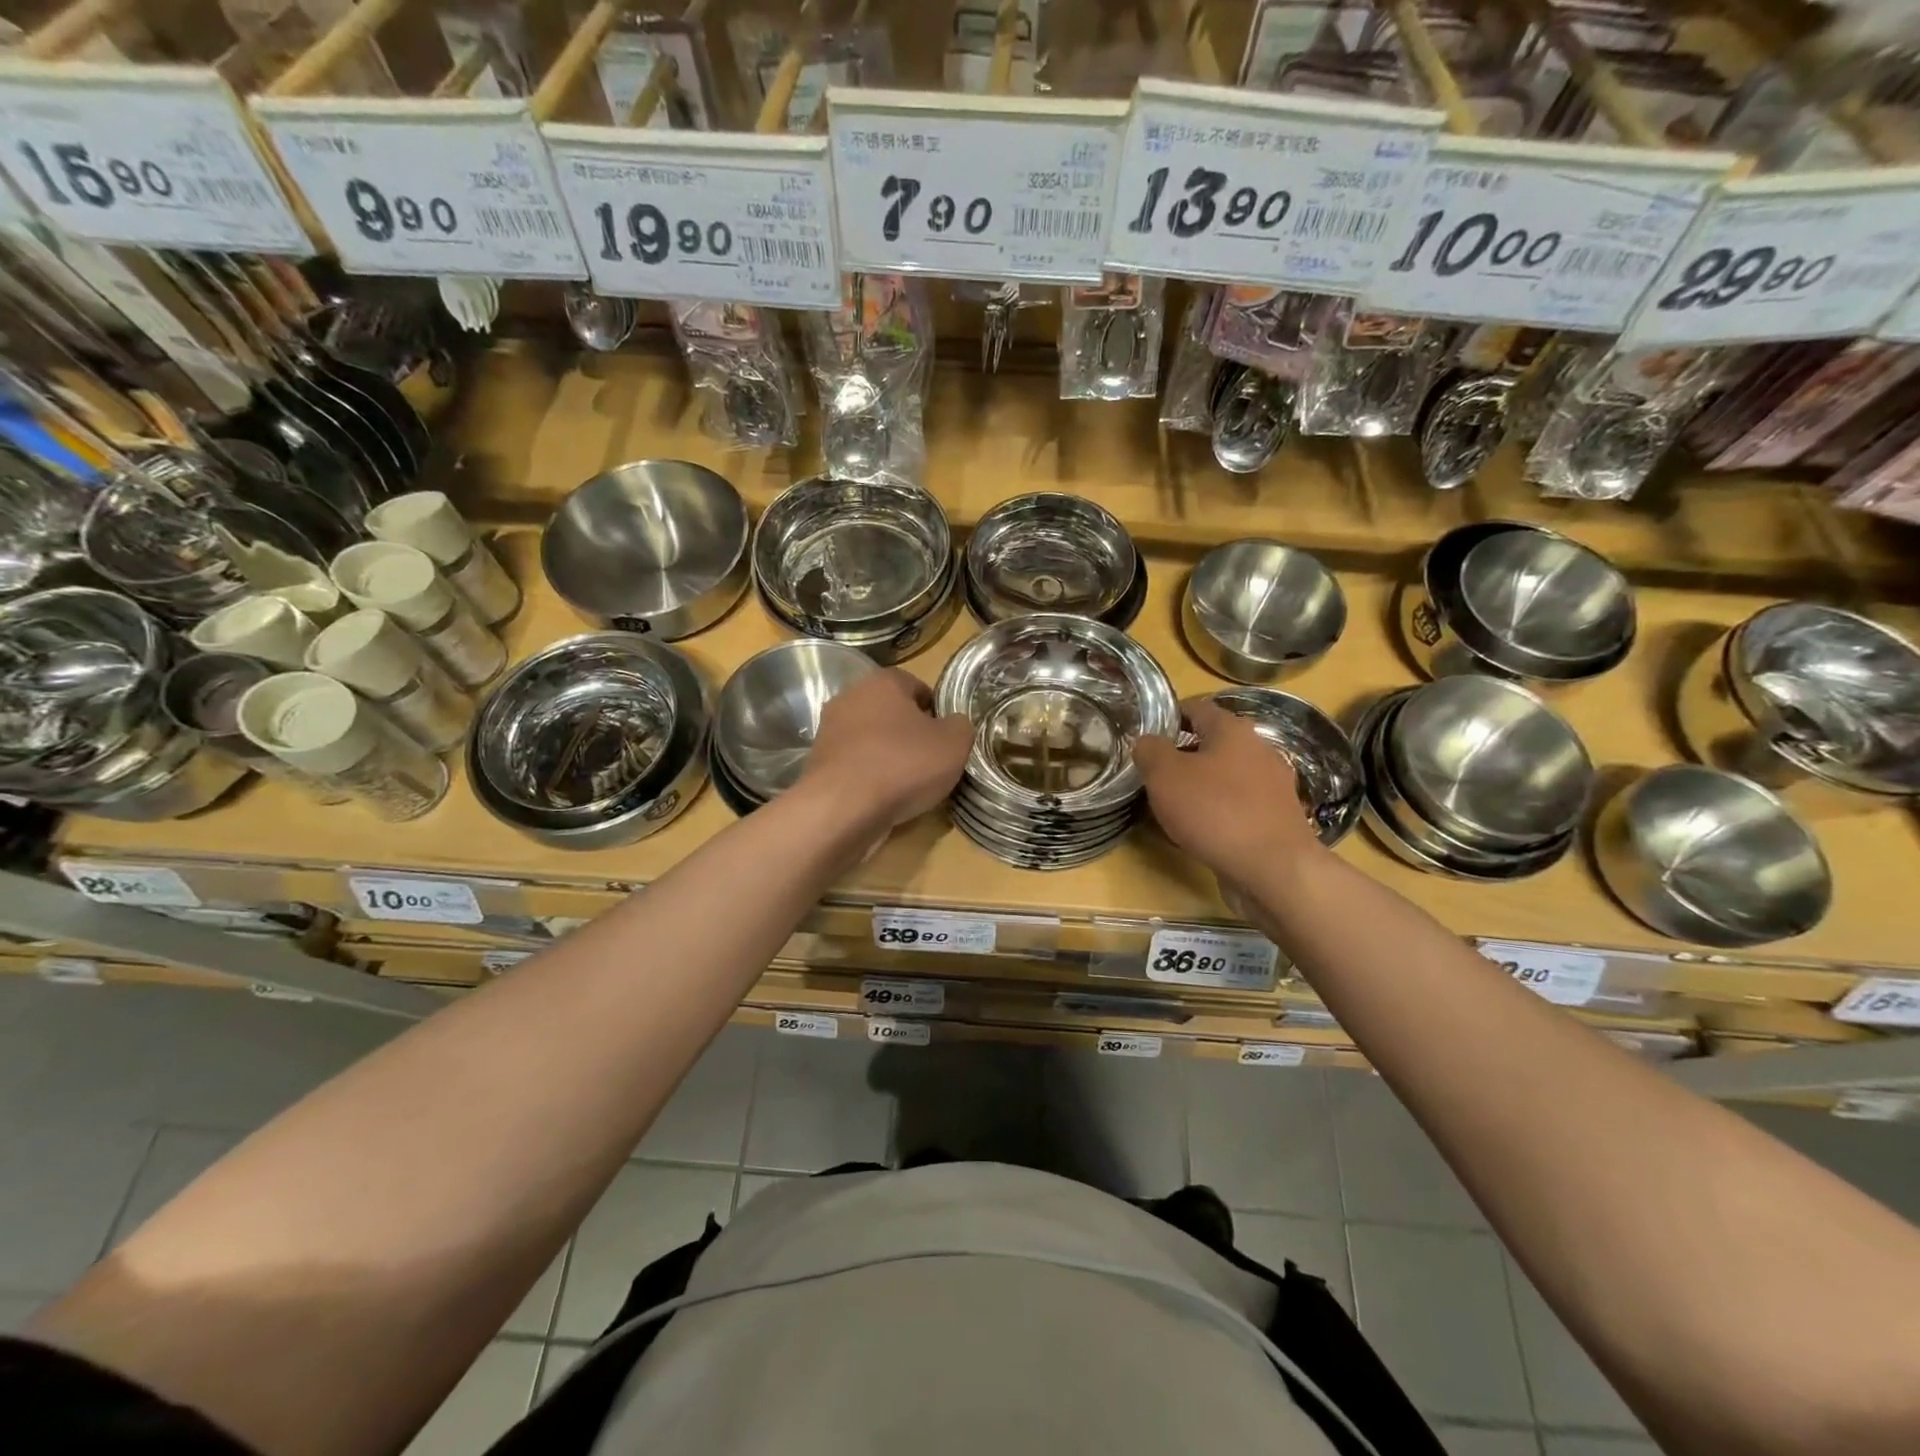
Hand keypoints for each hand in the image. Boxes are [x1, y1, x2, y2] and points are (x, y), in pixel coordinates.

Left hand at [798, 668, 971, 828]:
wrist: (843, 808)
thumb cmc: (903, 764)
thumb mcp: (954, 743)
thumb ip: (960, 726)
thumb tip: (953, 724)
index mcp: (882, 682)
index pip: (915, 684)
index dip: (935, 708)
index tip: (946, 734)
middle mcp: (850, 698)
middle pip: (889, 711)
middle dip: (909, 732)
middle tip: (930, 759)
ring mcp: (829, 732)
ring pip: (870, 739)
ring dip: (888, 755)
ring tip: (909, 784)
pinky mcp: (819, 764)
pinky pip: (855, 765)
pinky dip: (869, 777)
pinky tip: (883, 797)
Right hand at [1134, 698, 1322, 882]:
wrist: (1274, 869)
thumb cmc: (1214, 811)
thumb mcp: (1165, 776)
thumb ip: (1150, 751)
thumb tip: (1147, 741)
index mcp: (1233, 730)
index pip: (1197, 707)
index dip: (1169, 716)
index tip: (1146, 735)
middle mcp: (1259, 750)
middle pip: (1213, 743)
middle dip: (1183, 756)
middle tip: (1154, 775)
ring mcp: (1273, 786)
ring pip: (1226, 776)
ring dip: (1201, 786)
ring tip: (1173, 806)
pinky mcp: (1277, 818)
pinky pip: (1239, 805)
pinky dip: (1218, 812)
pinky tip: (1201, 830)